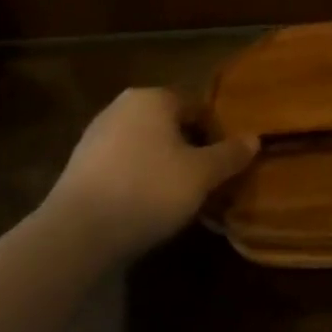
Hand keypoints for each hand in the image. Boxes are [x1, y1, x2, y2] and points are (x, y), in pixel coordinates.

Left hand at [43, 89, 256, 260]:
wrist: (76, 233)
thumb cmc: (148, 190)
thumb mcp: (201, 175)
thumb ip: (230, 155)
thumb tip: (255, 138)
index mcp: (154, 98)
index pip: (197, 106)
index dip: (216, 133)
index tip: (225, 163)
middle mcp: (123, 106)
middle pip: (169, 124)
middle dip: (189, 148)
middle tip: (205, 180)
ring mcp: (96, 134)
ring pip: (145, 144)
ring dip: (162, 164)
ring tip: (177, 197)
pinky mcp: (79, 165)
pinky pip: (122, 164)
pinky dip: (137, 178)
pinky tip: (144, 206)